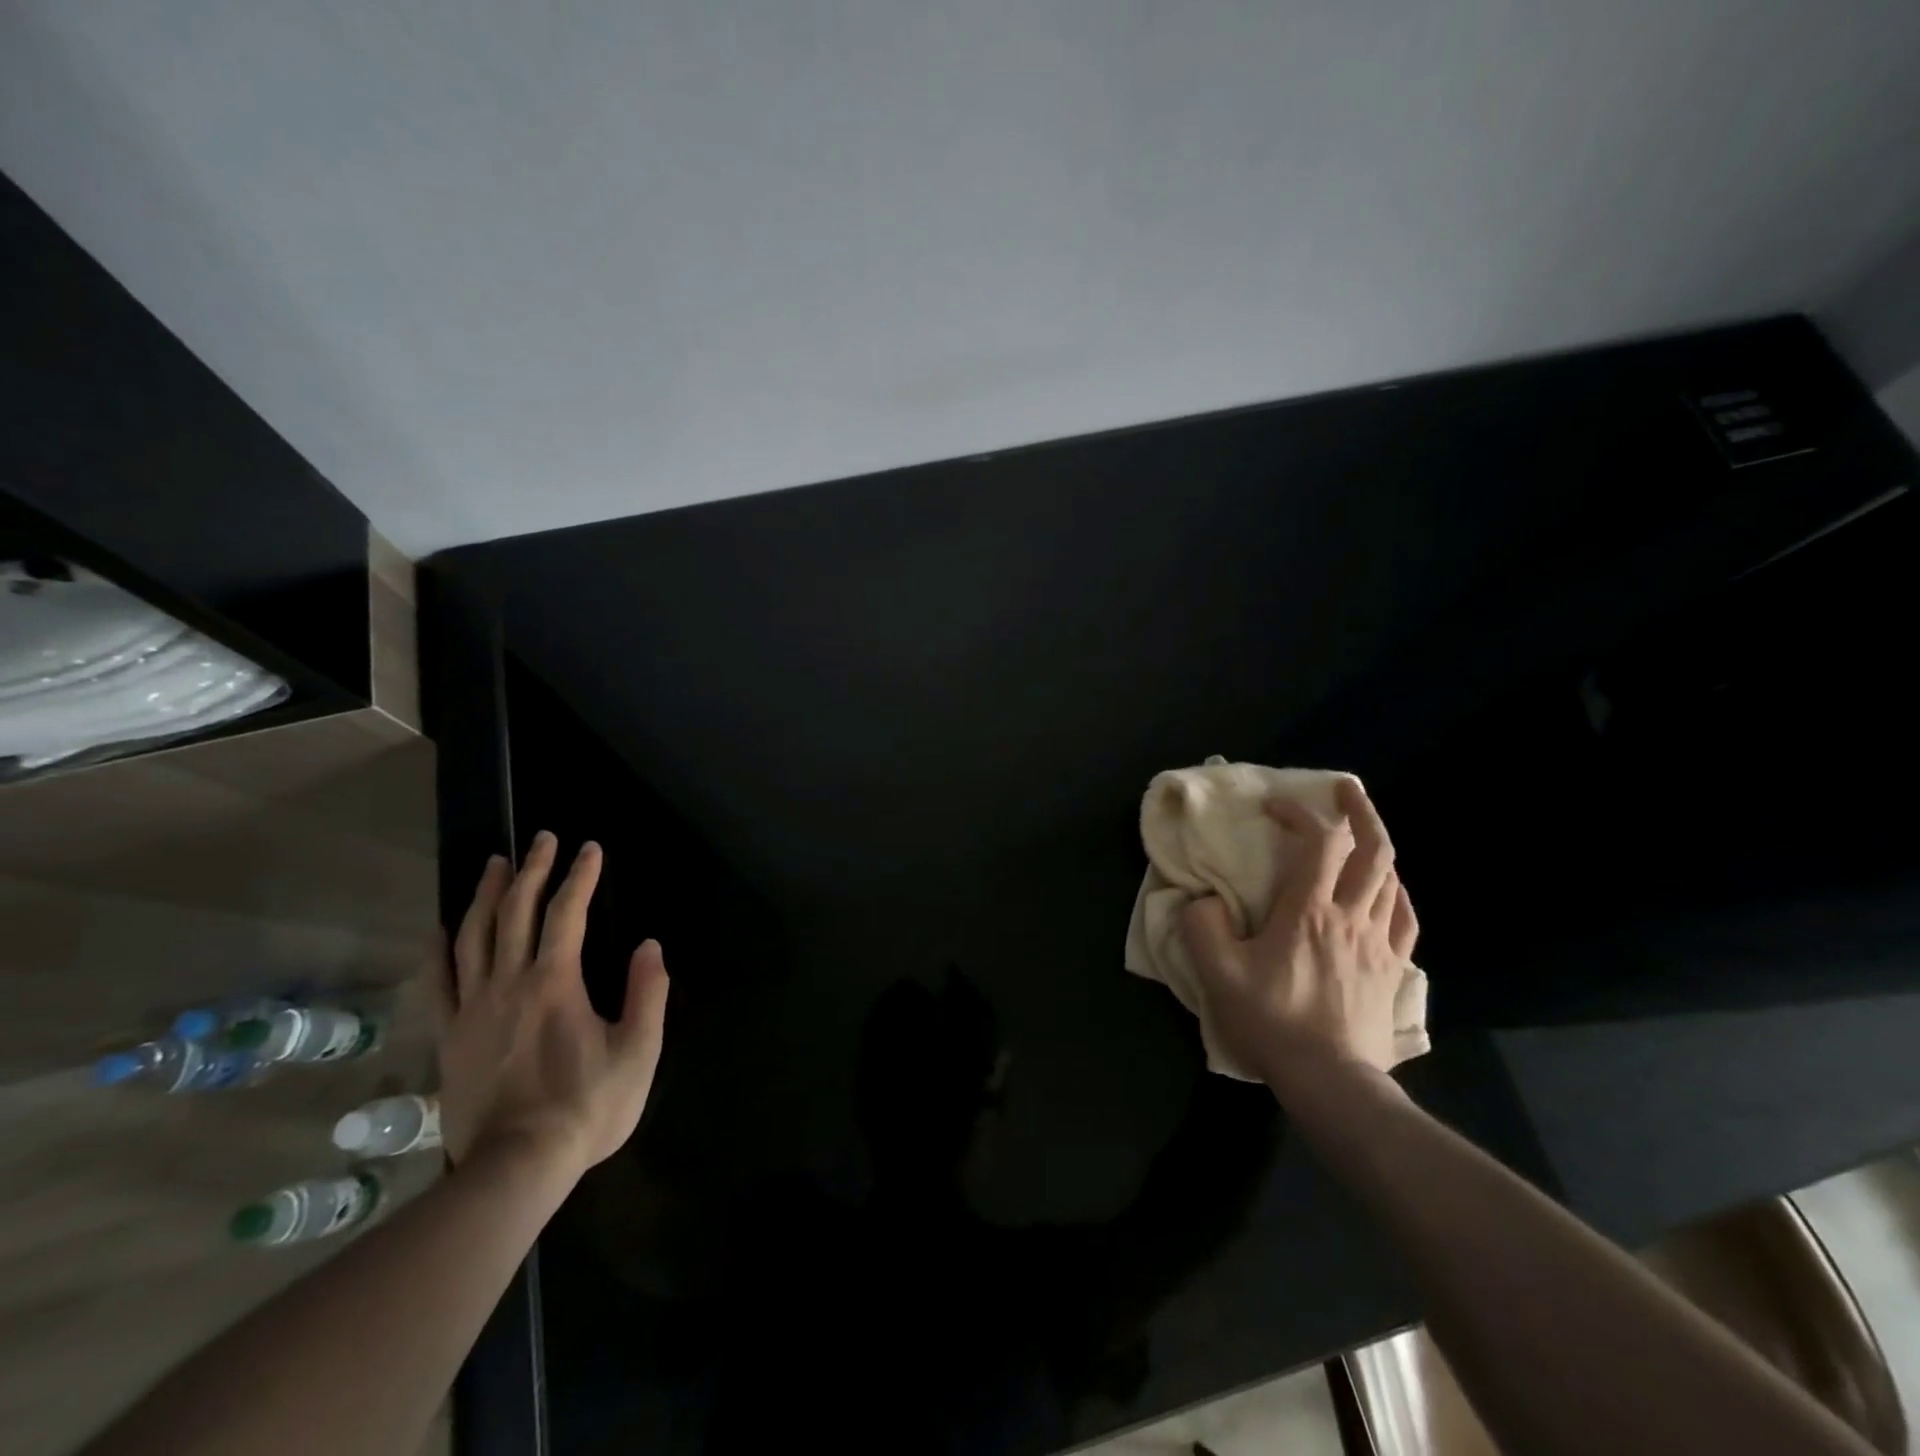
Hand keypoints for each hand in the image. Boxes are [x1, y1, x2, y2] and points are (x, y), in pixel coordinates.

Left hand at [430, 832, 668, 1176]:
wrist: (516, 1167)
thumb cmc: (587, 1107)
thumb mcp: (638, 1051)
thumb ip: (646, 993)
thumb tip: (649, 945)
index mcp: (556, 982)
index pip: (568, 912)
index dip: (580, 875)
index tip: (590, 848)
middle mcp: (509, 983)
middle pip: (516, 912)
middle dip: (533, 870)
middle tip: (542, 838)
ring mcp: (472, 1008)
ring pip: (473, 936)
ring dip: (486, 894)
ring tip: (495, 863)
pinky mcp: (450, 1036)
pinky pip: (439, 982)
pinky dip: (439, 949)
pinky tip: (441, 928)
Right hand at [1180, 777, 1417, 1081]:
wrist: (1330, 1080)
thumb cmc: (1272, 1021)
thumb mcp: (1217, 974)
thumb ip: (1202, 927)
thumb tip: (1205, 901)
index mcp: (1308, 911)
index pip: (1318, 842)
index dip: (1299, 812)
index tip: (1273, 805)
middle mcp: (1351, 917)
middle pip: (1372, 850)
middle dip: (1359, 811)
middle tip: (1344, 789)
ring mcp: (1379, 944)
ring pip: (1392, 880)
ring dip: (1377, 847)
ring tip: (1361, 833)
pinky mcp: (1394, 970)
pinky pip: (1404, 918)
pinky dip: (1396, 892)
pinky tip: (1388, 890)